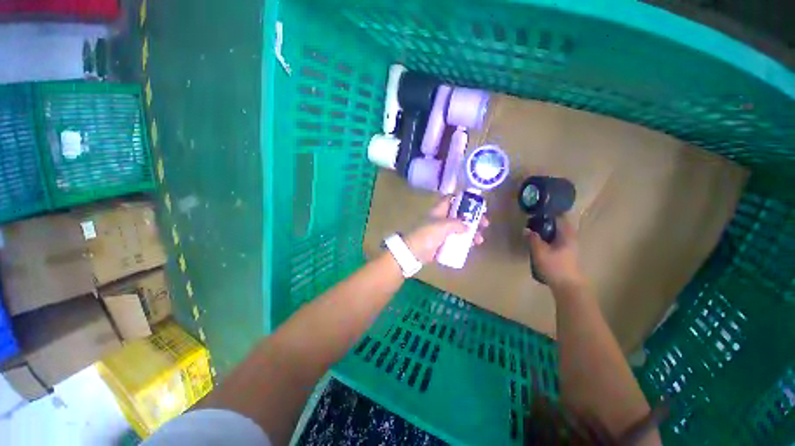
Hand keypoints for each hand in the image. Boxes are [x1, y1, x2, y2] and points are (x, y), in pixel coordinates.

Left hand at [404, 196, 489, 263]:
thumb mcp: (443, 225)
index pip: (451, 199)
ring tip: (480, 239)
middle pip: (460, 215)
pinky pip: (457, 240)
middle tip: (485, 223)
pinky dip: (465, 242)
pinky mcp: (443, 242)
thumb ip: (457, 224)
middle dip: (473, 218)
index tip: (475, 203)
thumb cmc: (427, 234)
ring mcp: (442, 231)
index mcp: (439, 210)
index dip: (462, 198)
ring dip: (472, 232)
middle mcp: (442, 219)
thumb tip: (467, 227)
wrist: (414, 252)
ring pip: (460, 228)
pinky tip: (472, 246)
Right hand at [525, 217, 584, 289]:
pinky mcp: (566, 254)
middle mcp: (571, 238)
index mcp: (567, 235)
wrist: (567, 286)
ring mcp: (570, 246)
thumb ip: (533, 239)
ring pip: (558, 233)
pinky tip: (540, 242)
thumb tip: (526, 229)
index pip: (560, 218)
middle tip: (533, 220)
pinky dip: (549, 238)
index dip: (550, 213)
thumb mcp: (540, 252)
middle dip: (547, 222)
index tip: (538, 211)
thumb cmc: (555, 266)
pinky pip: (557, 240)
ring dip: (548, 230)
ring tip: (534, 230)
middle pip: (560, 225)